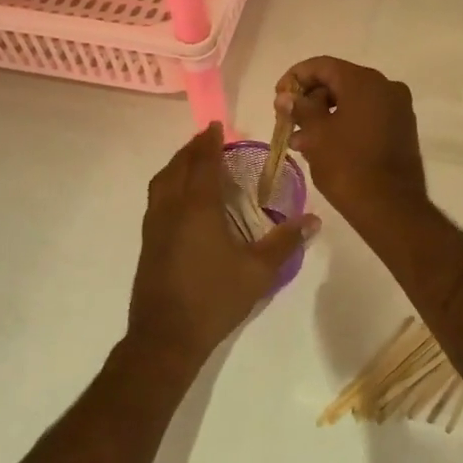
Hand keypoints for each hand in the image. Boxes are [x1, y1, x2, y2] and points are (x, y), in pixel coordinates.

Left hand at [128, 123, 315, 364]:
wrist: (165, 336)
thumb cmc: (214, 298)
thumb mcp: (258, 272)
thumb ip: (285, 243)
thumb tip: (314, 220)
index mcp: (197, 208)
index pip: (202, 163)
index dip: (209, 142)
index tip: (216, 126)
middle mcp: (171, 209)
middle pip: (177, 167)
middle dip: (192, 149)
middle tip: (208, 139)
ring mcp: (155, 226)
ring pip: (161, 182)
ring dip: (177, 165)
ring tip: (193, 162)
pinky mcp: (148, 243)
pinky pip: (157, 199)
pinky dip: (169, 184)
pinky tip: (182, 199)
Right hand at [278, 57, 427, 224]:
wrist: (390, 207)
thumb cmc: (347, 165)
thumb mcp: (316, 135)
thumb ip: (300, 109)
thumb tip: (285, 97)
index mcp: (365, 81)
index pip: (323, 66)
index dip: (295, 77)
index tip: (278, 98)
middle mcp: (386, 87)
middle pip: (339, 82)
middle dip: (310, 100)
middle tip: (288, 122)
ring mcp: (398, 109)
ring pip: (353, 102)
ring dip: (325, 116)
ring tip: (300, 142)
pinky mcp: (402, 130)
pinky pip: (367, 117)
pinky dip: (345, 125)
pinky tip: (324, 146)